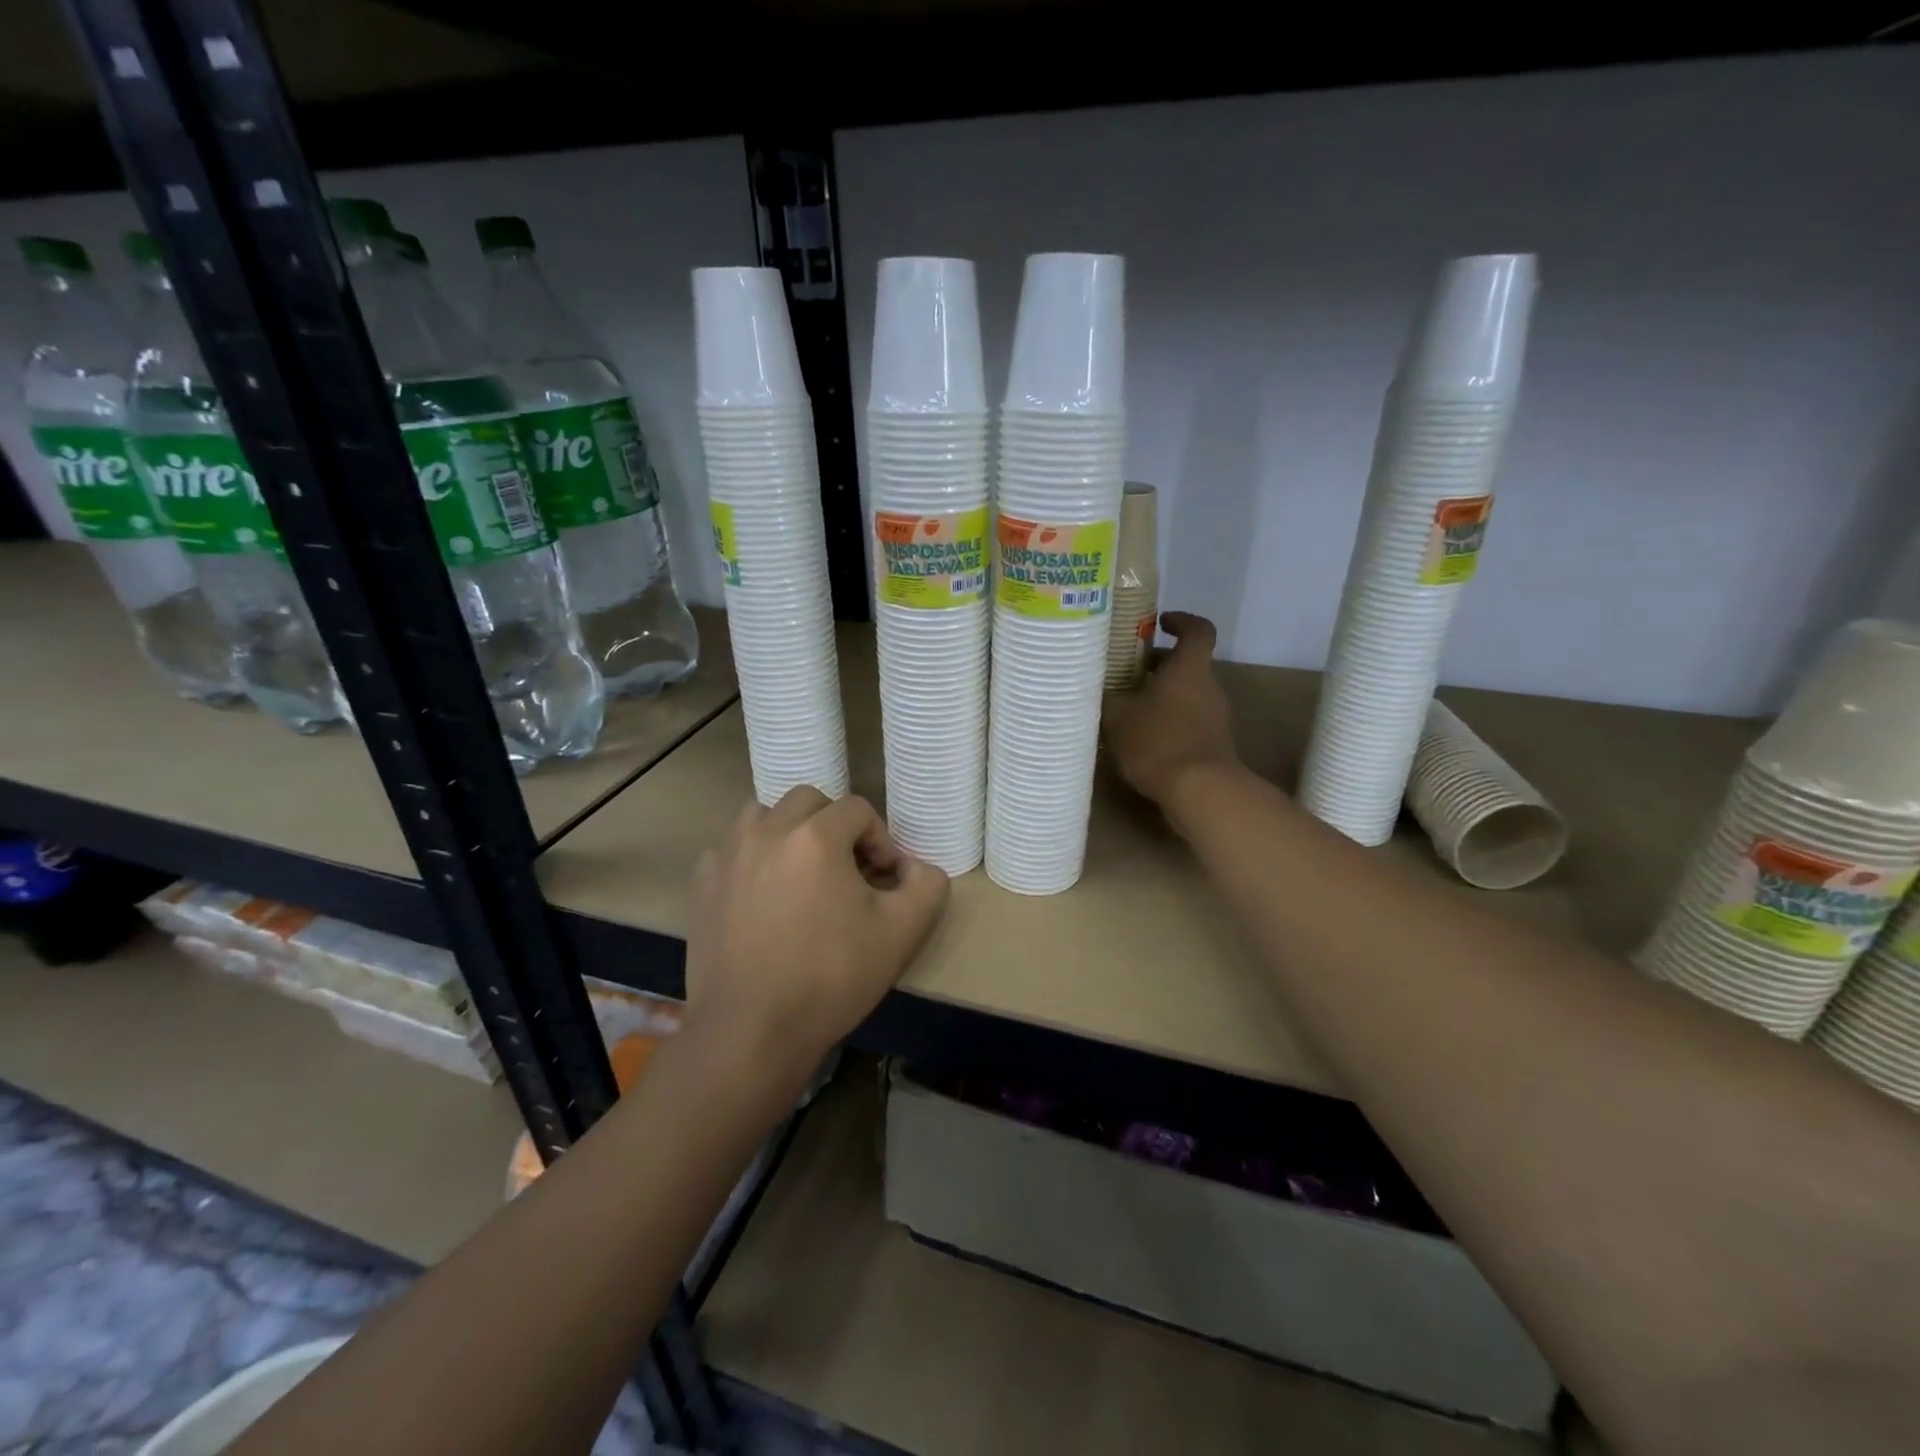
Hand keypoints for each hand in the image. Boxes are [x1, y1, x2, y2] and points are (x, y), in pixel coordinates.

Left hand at [683, 788, 949, 1095]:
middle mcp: (767, 831)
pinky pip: (731, 849)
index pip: (858, 810)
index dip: (880, 840)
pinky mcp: (702, 885)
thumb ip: (927, 885)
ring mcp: (728, 856)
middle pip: (809, 800)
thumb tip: (916, 868)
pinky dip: (752, 858)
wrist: (751, 1031)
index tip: (885, 880)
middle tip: (847, 870)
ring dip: (788, 830)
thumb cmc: (831, 978)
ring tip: (802, 871)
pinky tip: (762, 896)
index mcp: (815, 837)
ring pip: (763, 814)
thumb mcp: (902, 933)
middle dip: (835, 825)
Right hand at [1102, 611, 1242, 812]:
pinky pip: (1187, 723)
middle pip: (1186, 666)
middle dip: (1157, 667)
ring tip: (1126, 712)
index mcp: (1189, 668)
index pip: (1198, 629)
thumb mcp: (1117, 715)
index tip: (1160, 623)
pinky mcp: (1213, 746)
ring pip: (1186, 696)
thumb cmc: (1158, 740)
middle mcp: (1208, 687)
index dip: (1181, 621)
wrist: (1200, 792)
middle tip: (1126, 674)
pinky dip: (1167, 724)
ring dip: (1160, 698)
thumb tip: (1096, 687)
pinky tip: (1140, 742)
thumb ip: (1106, 696)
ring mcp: (1215, 718)